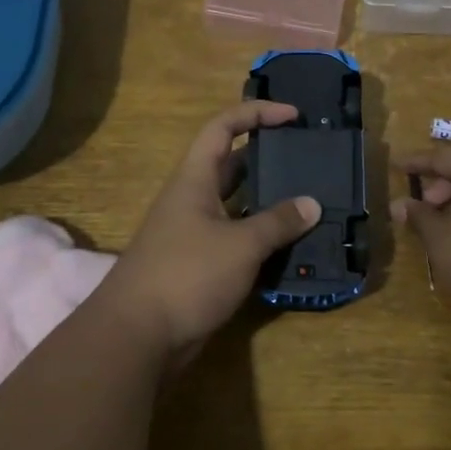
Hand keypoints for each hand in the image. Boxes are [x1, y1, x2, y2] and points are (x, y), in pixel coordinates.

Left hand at [100, 101, 320, 364]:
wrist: (137, 335)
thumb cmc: (186, 275)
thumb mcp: (240, 245)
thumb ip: (278, 222)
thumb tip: (312, 204)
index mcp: (194, 180)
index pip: (223, 127)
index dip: (257, 114)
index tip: (294, 116)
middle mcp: (192, 200)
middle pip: (232, 165)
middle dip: (268, 157)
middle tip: (308, 159)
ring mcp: (194, 234)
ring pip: (237, 205)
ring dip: (269, 202)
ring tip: (309, 201)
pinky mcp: (200, 265)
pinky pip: (236, 239)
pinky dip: (261, 238)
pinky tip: (291, 245)